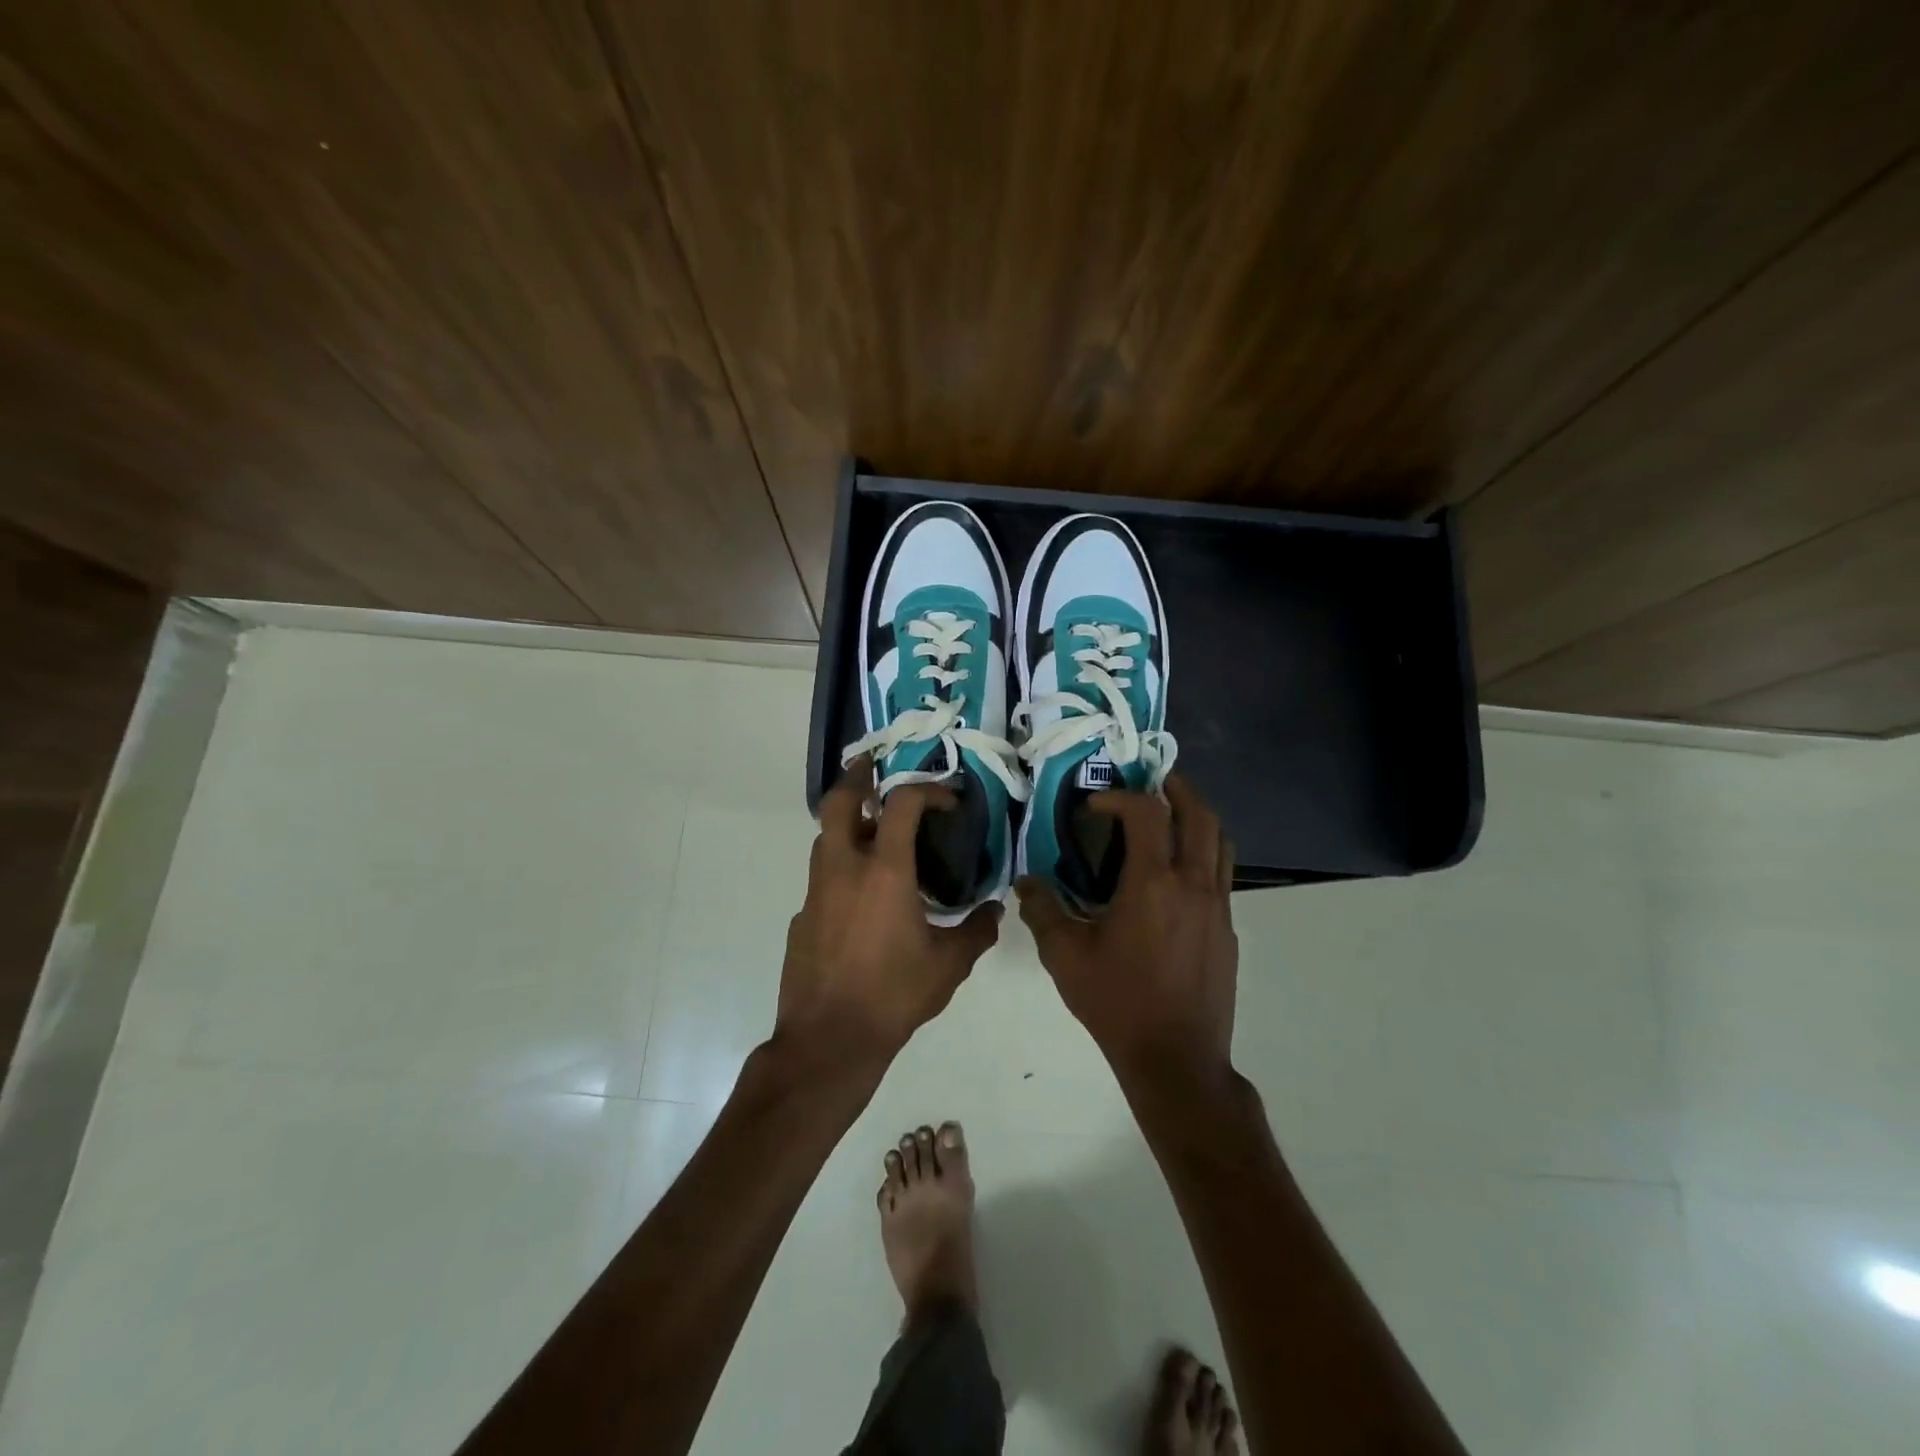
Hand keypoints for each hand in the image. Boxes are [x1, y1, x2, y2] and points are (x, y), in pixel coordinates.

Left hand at [777, 756, 1001, 1065]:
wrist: (828, 1040)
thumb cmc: (893, 995)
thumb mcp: (948, 965)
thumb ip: (976, 931)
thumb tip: (994, 911)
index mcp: (884, 871)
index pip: (901, 804)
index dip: (927, 790)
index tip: (947, 801)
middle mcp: (844, 869)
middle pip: (839, 803)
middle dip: (857, 779)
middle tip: (875, 771)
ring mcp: (816, 893)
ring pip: (825, 839)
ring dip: (848, 825)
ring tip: (875, 835)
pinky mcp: (801, 918)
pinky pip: (822, 879)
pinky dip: (841, 871)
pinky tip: (861, 900)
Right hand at [1018, 774, 1237, 1084]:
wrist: (1176, 1060)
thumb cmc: (1118, 1003)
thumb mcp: (1066, 958)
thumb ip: (1043, 912)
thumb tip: (1026, 882)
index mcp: (1153, 884)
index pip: (1147, 814)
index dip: (1121, 797)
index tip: (1096, 805)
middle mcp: (1193, 885)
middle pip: (1201, 816)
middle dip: (1178, 789)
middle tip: (1155, 781)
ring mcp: (1218, 907)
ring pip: (1221, 843)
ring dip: (1198, 818)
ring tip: (1172, 816)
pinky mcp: (1228, 930)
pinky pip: (1221, 875)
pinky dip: (1203, 855)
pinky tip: (1177, 876)